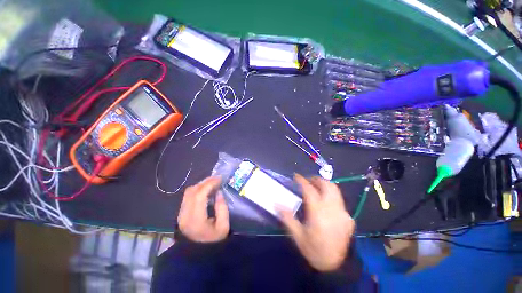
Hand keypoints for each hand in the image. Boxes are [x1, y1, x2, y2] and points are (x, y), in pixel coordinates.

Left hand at [177, 176, 229, 242]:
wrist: (197, 257)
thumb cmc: (213, 242)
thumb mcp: (223, 226)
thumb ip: (222, 208)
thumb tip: (218, 193)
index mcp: (196, 219)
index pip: (200, 195)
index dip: (210, 184)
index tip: (220, 178)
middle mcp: (185, 215)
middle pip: (192, 191)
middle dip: (205, 182)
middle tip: (217, 179)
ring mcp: (180, 214)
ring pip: (188, 192)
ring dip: (201, 185)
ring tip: (212, 183)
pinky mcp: (180, 214)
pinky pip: (188, 196)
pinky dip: (197, 190)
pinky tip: (206, 190)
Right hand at [279, 174, 354, 271]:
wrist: (338, 267)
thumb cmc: (315, 250)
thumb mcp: (298, 236)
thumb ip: (288, 218)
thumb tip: (277, 204)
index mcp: (318, 213)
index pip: (310, 190)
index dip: (302, 180)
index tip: (296, 176)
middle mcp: (332, 209)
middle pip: (327, 185)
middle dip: (316, 179)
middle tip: (307, 180)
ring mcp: (342, 212)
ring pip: (335, 190)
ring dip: (324, 185)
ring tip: (315, 186)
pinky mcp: (348, 217)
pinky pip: (339, 200)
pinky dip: (330, 195)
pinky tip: (325, 202)